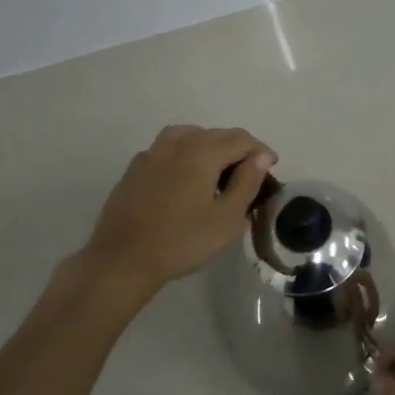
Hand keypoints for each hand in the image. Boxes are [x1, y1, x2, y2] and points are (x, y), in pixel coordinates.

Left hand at [75, 126, 275, 307]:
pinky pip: (167, 149)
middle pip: (215, 134)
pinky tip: (184, 178)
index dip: (260, 150)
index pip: (241, 139)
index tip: (272, 167)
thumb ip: (247, 182)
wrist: (122, 260)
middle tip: (249, 174)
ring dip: (209, 146)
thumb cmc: (182, 241)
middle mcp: (177, 143)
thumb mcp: (226, 218)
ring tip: (217, 170)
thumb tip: (261, 156)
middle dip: (237, 148)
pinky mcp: (134, 169)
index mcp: (202, 152)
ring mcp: (151, 154)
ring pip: (188, 135)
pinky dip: (184, 154)